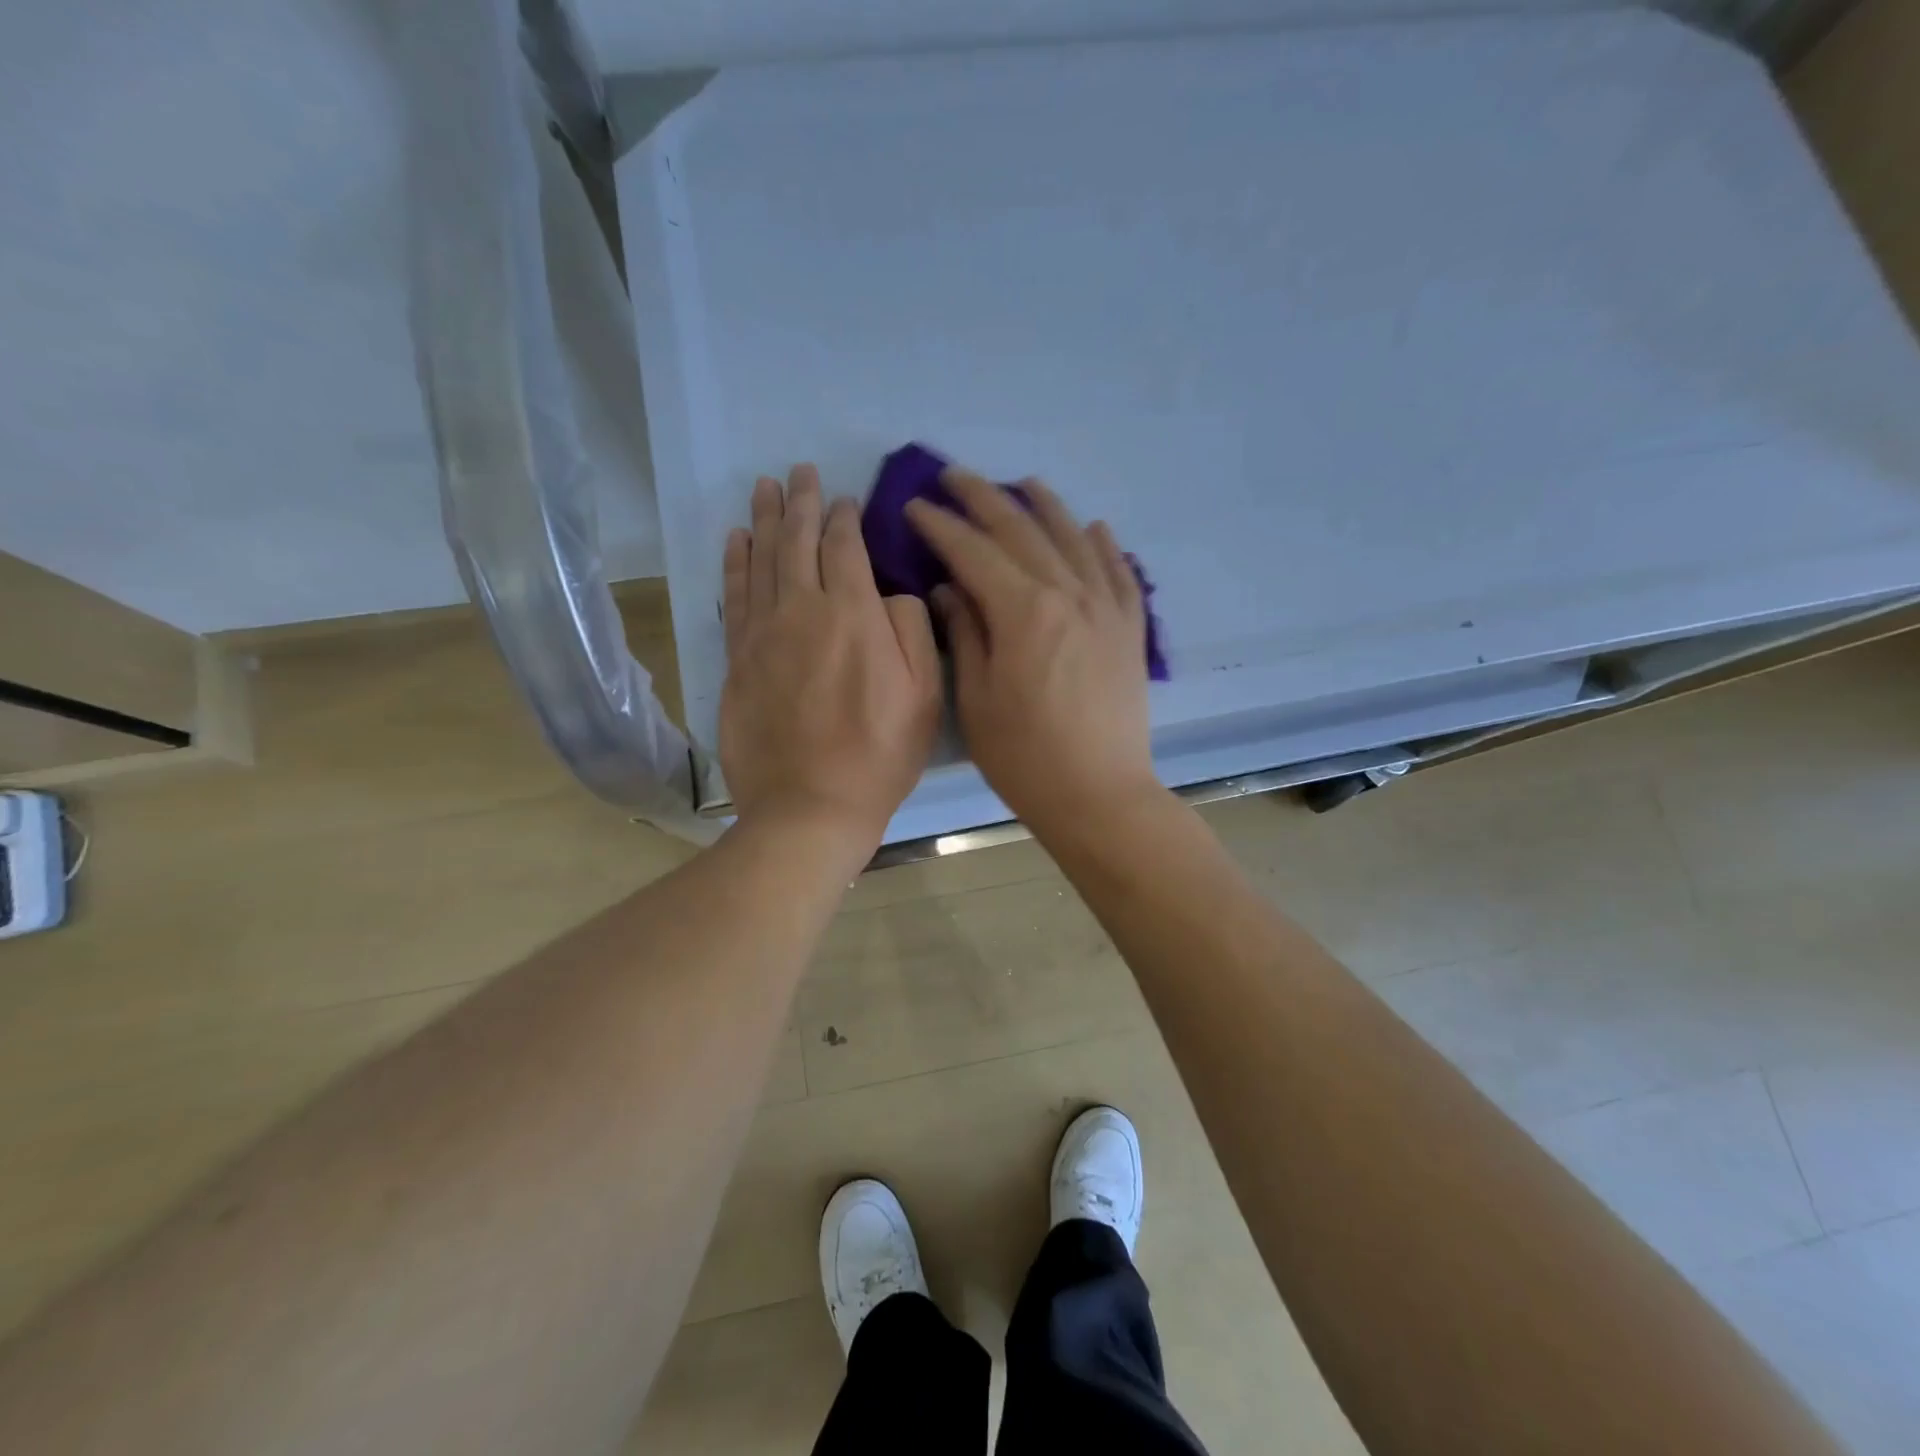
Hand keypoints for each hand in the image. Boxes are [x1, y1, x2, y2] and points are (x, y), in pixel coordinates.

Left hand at [720, 465, 941, 850]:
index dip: (846, 518)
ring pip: (761, 561)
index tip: (846, 500)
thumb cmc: (879, 755)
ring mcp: (762, 634)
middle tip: (799, 471)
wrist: (809, 807)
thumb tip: (891, 593)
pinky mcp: (737, 660)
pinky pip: (734, 597)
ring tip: (764, 488)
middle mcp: (802, 610)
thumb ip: (912, 629)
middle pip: (798, 542)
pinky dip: (735, 563)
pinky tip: (736, 541)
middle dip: (801, 502)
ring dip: (765, 520)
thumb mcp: (924, 695)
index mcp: (852, 614)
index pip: (845, 547)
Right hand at [906, 469, 1159, 837]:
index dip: (941, 526)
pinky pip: (1120, 572)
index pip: (974, 551)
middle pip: (1022, 530)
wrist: (1099, 795)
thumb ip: (966, 633)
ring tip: (1023, 483)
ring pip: (1074, 538)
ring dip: (1045, 506)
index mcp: (1023, 611)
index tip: (915, 506)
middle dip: (983, 498)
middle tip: (953, 477)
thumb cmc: (1024, 757)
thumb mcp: (976, 699)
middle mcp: (1068, 593)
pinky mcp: (1130, 629)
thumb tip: (950, 587)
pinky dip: (1103, 544)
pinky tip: (1093, 527)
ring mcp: (1106, 608)